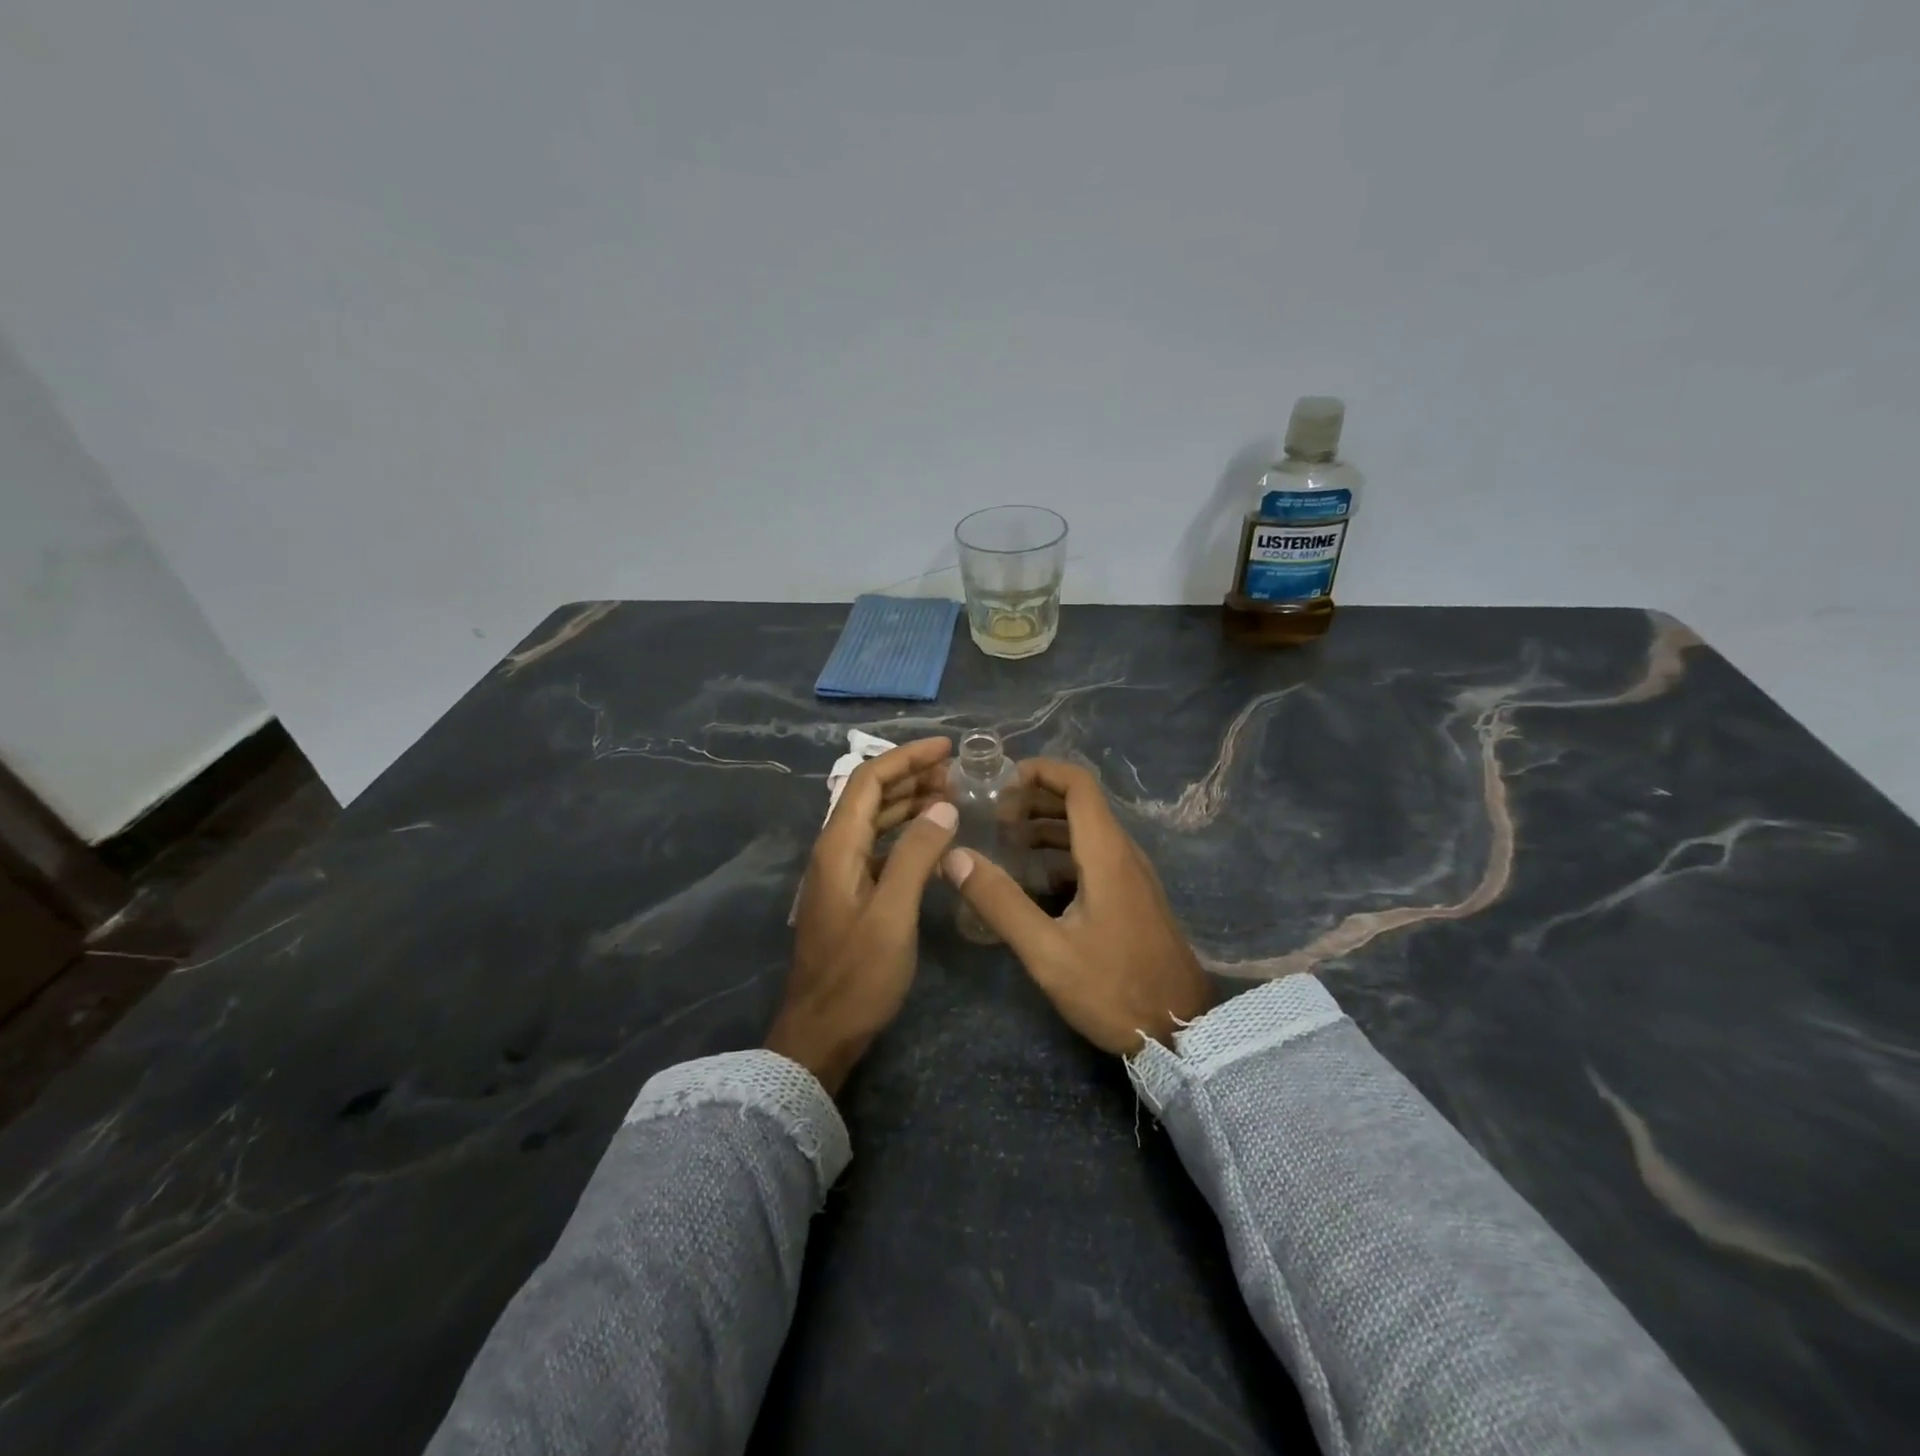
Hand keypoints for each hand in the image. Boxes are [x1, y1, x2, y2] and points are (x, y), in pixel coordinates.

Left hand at [766, 737, 957, 1095]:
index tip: (946, 747)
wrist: (822, 1032)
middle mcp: (835, 851)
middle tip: (957, 772)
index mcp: (838, 846)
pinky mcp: (852, 894)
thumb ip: (916, 855)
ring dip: (910, 802)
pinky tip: (934, 839)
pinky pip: (881, 846)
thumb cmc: (858, 975)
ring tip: (951, 795)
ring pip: (876, 820)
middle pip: (871, 795)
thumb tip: (944, 806)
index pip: (869, 780)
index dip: (906, 757)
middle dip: (911, 775)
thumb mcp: (893, 913)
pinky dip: (907, 833)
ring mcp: (842, 873)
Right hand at [944, 759, 1212, 1054]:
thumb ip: (1000, 902)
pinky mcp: (1134, 897)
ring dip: (1047, 826)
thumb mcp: (1047, 951)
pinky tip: (1035, 881)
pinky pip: (1095, 856)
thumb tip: (955, 857)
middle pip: (1080, 803)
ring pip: (1088, 830)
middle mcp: (1123, 853)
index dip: (1040, 771)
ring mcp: (1133, 876)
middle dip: (1035, 799)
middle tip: (994, 819)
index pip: (1078, 784)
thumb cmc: (1113, 988)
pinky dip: (1062, 853)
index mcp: (1106, 854)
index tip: (1001, 784)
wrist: (1183, 1031)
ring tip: (1006, 843)